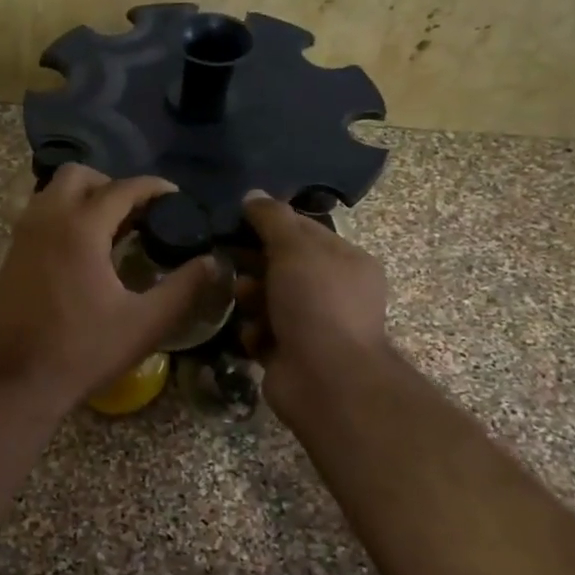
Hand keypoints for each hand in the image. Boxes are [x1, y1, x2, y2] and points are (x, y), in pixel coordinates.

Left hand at [0, 166, 218, 411]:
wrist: (18, 380)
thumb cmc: (84, 351)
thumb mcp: (145, 323)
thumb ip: (184, 288)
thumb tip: (213, 262)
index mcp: (81, 228)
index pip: (122, 188)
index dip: (153, 188)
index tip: (174, 198)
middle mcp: (47, 219)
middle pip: (78, 175)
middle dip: (110, 184)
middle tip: (136, 213)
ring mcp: (23, 235)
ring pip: (52, 192)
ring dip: (82, 197)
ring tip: (110, 228)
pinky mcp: (11, 253)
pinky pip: (38, 214)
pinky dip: (61, 215)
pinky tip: (81, 250)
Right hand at [238, 192, 391, 419]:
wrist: (326, 380)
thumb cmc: (316, 303)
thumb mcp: (294, 248)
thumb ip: (272, 219)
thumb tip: (252, 195)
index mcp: (346, 261)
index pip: (302, 230)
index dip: (269, 223)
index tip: (234, 221)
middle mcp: (333, 291)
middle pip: (281, 265)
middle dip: (254, 263)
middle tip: (227, 259)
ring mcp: (312, 324)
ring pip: (267, 299)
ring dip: (250, 297)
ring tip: (242, 301)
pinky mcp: (290, 353)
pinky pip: (261, 332)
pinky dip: (253, 332)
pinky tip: (252, 335)